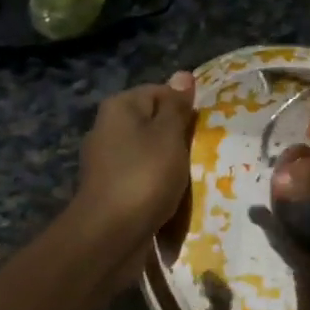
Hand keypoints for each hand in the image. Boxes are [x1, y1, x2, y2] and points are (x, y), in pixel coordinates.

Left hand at [72, 72, 195, 251]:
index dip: (184, 109)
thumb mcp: (169, 135)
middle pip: (154, 124)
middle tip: (201, 154)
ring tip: (189, 179)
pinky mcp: (110, 189)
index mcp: (119, 107)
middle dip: (179, 139)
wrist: (110, 236)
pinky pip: (142, 179)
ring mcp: (106, 161)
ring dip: (170, 165)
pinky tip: (171, 199)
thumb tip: (183, 74)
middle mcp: (107, 128)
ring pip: (150, 153)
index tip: (202, 130)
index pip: (161, 93)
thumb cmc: (144, 176)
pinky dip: (157, 186)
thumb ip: (177, 106)